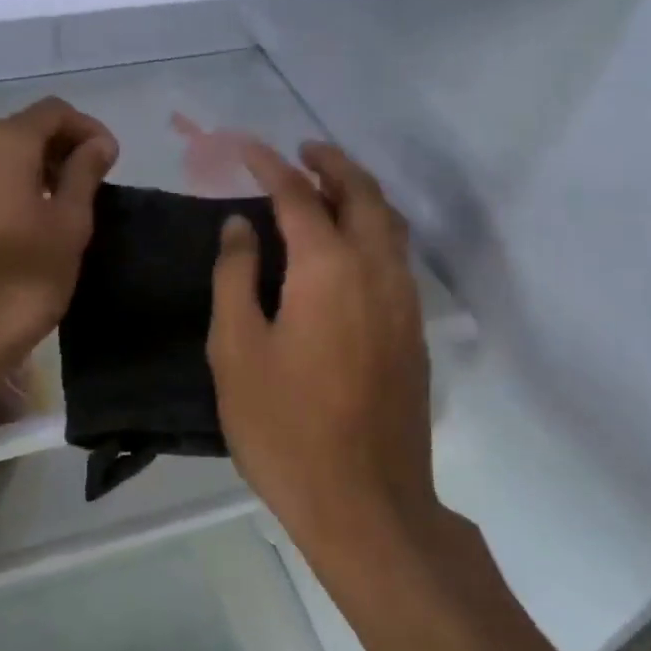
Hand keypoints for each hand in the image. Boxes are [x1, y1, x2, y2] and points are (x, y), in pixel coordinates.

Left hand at [0, 97, 117, 381]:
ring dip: (30, 173)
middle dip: (58, 151)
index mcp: (2, 142)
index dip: (88, 129)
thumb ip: (84, 175)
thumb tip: (98, 143)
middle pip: (20, 131)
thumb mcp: (69, 225)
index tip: (110, 163)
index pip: (54, 112)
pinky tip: (20, 229)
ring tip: (57, 209)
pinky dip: (2, 193)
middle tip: (89, 187)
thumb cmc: (20, 278)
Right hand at [209, 141, 436, 555]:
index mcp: (328, 269)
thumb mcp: (237, 351)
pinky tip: (350, 247)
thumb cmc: (285, 429)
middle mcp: (377, 271)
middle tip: (302, 150)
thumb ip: (236, 277)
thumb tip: (241, 226)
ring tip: (328, 186)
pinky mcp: (415, 332)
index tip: (246, 147)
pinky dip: (374, 230)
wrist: (365, 503)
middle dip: (333, 164)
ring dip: (360, 194)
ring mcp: (404, 302)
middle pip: (363, 195)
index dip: (270, 166)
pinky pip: (397, 257)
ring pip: (390, 224)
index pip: (298, 195)